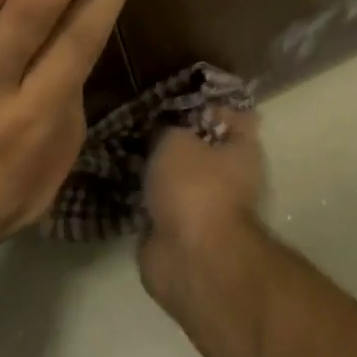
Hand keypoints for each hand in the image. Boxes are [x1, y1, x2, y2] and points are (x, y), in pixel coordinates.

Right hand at [138, 108, 266, 304]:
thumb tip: (164, 132)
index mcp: (241, 151)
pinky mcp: (176, 232)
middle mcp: (228, 178)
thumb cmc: (195, 187)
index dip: (203, 106)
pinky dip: (140, 197)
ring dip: (153, 169)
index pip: (229, 117)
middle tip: (138, 122)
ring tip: (120, 146)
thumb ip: (169, 129)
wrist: (190, 257)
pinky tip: (114, 179)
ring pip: (174, 178)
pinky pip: (156, 205)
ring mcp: (202, 207)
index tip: (171, 98)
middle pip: (198, 149)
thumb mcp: (176, 140)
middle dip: (171, 139)